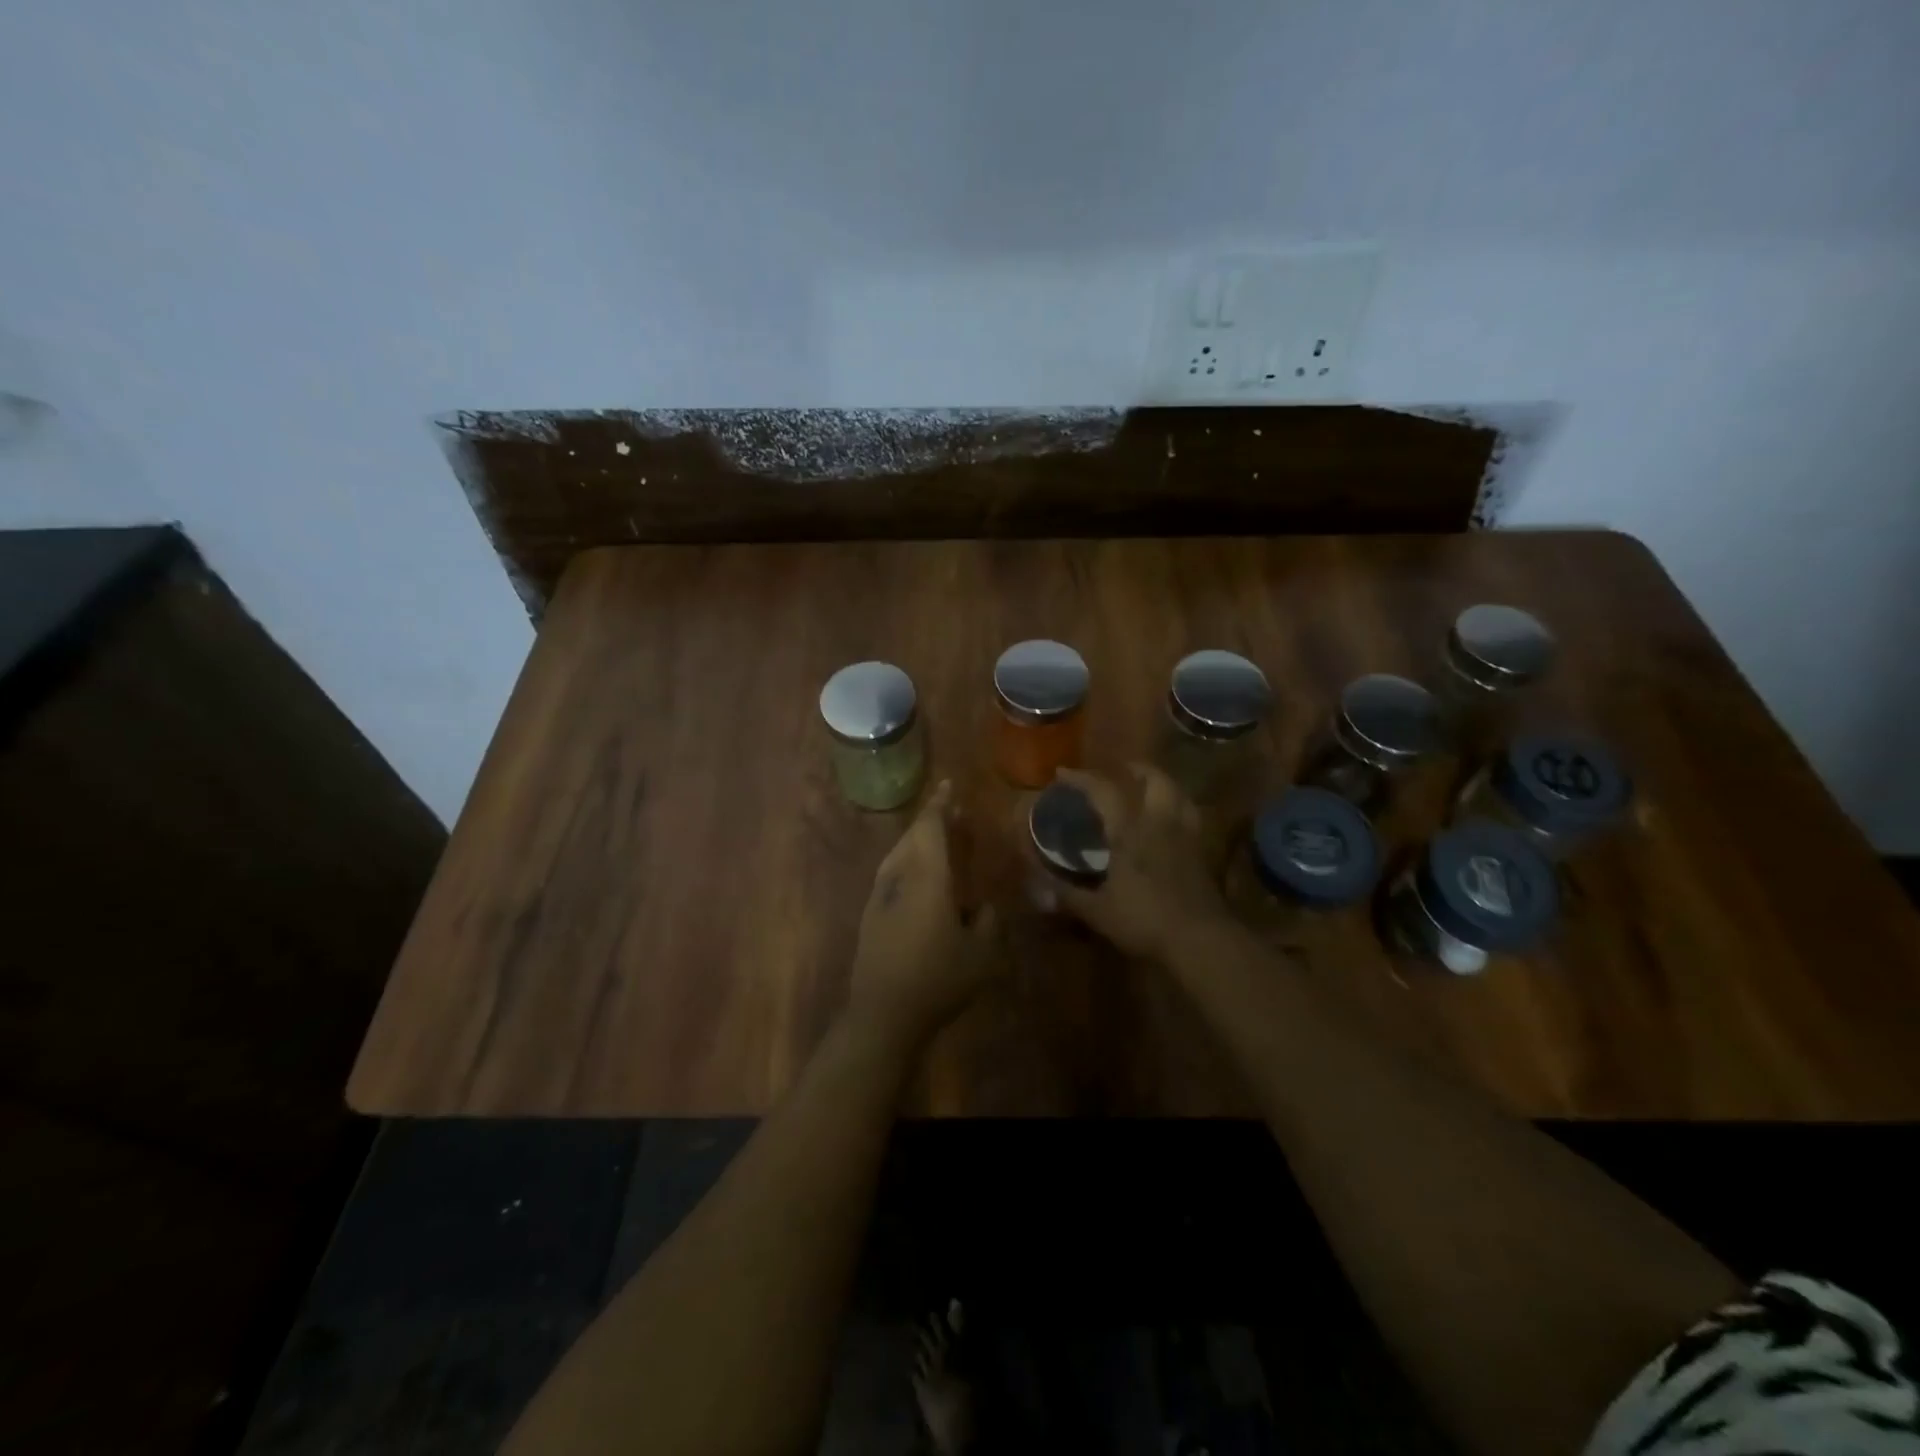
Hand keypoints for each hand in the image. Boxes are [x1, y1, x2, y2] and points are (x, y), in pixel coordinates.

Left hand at [848, 781, 1000, 1046]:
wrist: (882, 1013)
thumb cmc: (938, 979)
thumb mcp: (982, 954)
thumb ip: (988, 922)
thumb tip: (983, 906)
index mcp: (928, 878)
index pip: (931, 828)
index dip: (941, 805)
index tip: (949, 785)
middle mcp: (900, 877)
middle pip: (912, 835)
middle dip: (931, 818)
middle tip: (950, 810)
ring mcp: (880, 895)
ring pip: (898, 853)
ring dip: (917, 838)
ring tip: (937, 837)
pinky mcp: (870, 914)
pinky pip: (891, 871)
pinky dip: (907, 860)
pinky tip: (917, 875)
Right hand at [1053, 765, 1229, 961]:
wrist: (1201, 939)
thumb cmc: (1144, 920)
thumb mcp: (1097, 911)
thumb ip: (1067, 894)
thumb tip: (1037, 884)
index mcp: (1130, 831)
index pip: (1105, 791)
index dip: (1082, 779)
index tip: (1063, 773)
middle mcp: (1159, 823)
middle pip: (1155, 780)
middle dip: (1136, 769)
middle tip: (1121, 770)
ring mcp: (1185, 836)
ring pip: (1180, 795)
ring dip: (1163, 784)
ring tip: (1149, 789)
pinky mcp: (1202, 853)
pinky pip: (1191, 817)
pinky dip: (1179, 809)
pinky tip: (1170, 823)